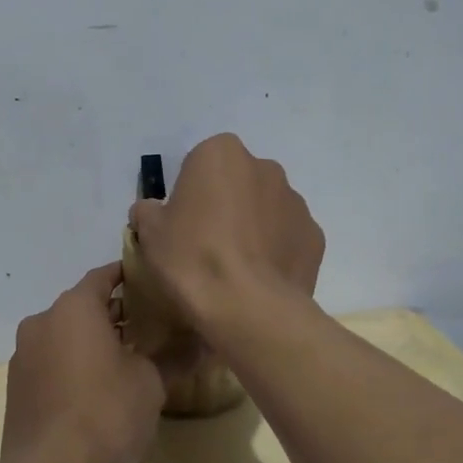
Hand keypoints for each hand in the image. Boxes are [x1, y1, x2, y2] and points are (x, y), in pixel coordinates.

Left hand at [2, 263, 165, 462]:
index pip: (104, 276)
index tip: (154, 284)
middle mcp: (42, 321)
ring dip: (93, 341)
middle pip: (83, 306)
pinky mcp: (17, 386)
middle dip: (116, 314)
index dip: (130, 276)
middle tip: (151, 327)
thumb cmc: (106, 413)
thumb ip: (175, 356)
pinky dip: (74, 364)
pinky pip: (52, 361)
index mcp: (73, 308)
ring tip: (129, 360)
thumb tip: (205, 342)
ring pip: (65, 335)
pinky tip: (98, 389)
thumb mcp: (150, 383)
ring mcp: (24, 355)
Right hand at [128, 134, 323, 331]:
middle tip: (207, 244)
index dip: (189, 193)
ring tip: (235, 267)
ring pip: (266, 208)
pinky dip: (275, 251)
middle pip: (238, 182)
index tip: (182, 223)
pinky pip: (288, 237)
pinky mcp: (315, 236)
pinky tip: (259, 279)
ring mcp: (296, 202)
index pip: (200, 164)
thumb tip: (151, 212)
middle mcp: (264, 167)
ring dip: (253, 227)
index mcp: (221, 154)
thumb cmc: (192, 258)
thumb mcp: (150, 233)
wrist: (248, 308)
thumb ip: (147, 212)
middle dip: (225, 204)